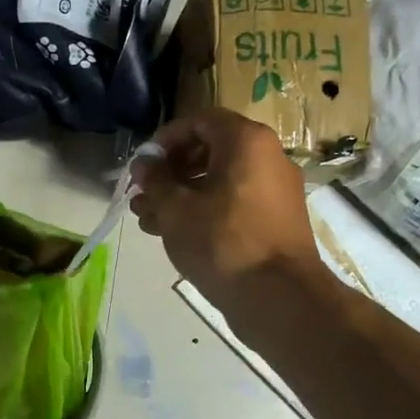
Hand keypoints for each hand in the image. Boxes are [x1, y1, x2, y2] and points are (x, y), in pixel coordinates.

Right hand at [130, 108, 326, 320]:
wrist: (278, 297)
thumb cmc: (221, 241)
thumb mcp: (175, 208)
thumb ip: (155, 179)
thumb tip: (145, 164)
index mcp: (246, 141)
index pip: (199, 121)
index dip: (164, 139)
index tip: (143, 166)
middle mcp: (267, 157)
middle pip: (209, 151)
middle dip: (169, 172)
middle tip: (142, 195)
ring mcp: (274, 190)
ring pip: (218, 181)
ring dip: (180, 195)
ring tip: (149, 220)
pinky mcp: (275, 220)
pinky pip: (232, 203)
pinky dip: (203, 211)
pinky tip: (175, 234)